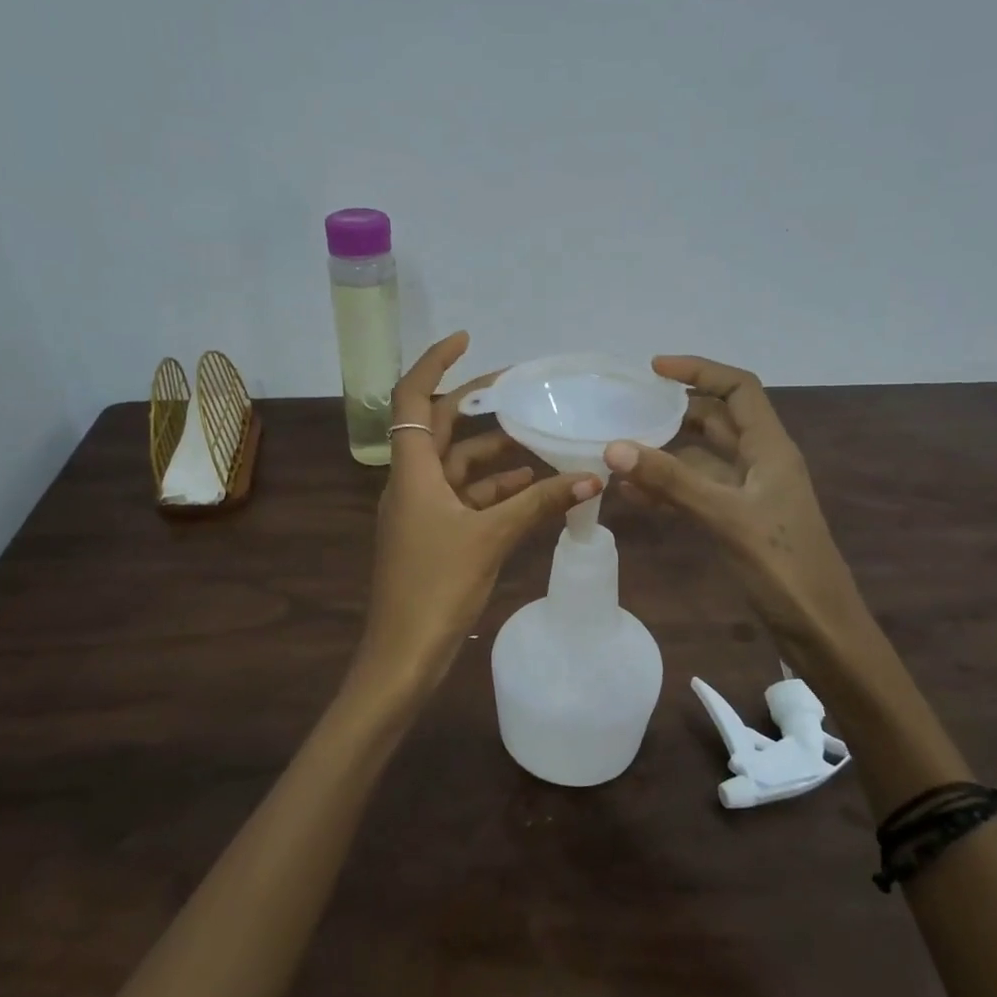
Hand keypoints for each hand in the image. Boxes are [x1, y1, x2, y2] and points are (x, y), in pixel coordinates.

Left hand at [351, 333, 600, 701]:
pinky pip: (465, 499)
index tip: (468, 340)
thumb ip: (540, 503)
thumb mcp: (491, 538)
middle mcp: (412, 482)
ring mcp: (421, 511)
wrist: (403, 655)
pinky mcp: (433, 536)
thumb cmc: (436, 587)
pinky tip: (531, 487)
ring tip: (539, 439)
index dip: (436, 363)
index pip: (413, 398)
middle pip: (440, 428)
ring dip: (494, 454)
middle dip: (476, 405)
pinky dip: (494, 490)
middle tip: (519, 389)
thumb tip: (593, 475)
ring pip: (458, 467)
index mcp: (412, 471)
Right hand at [605, 356, 876, 666]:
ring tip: (620, 453)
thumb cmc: (782, 566)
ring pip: (702, 458)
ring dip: (665, 453)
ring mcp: (749, 493)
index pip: (738, 389)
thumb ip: (671, 481)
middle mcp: (760, 462)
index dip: (700, 371)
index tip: (654, 369)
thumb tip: (614, 447)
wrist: (818, 628)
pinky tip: (634, 496)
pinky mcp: (738, 521)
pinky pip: (698, 492)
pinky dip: (668, 488)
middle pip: (716, 420)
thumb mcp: (725, 516)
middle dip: (675, 411)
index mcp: (770, 448)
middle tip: (628, 409)